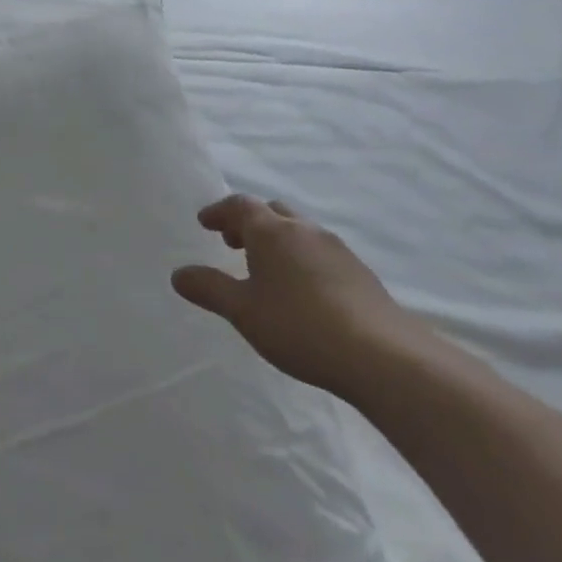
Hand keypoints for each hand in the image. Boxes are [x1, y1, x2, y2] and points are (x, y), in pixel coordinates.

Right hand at [171, 194, 421, 399]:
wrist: (383, 356)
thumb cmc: (298, 326)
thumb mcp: (242, 311)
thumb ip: (209, 289)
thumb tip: (179, 274)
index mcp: (272, 231)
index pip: (241, 205)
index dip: (219, 211)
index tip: (204, 223)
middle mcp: (305, 231)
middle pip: (273, 212)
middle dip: (249, 222)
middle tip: (232, 243)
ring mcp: (338, 250)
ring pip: (299, 231)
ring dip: (277, 240)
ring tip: (264, 268)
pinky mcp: (361, 274)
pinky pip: (320, 252)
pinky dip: (300, 258)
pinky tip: (300, 290)